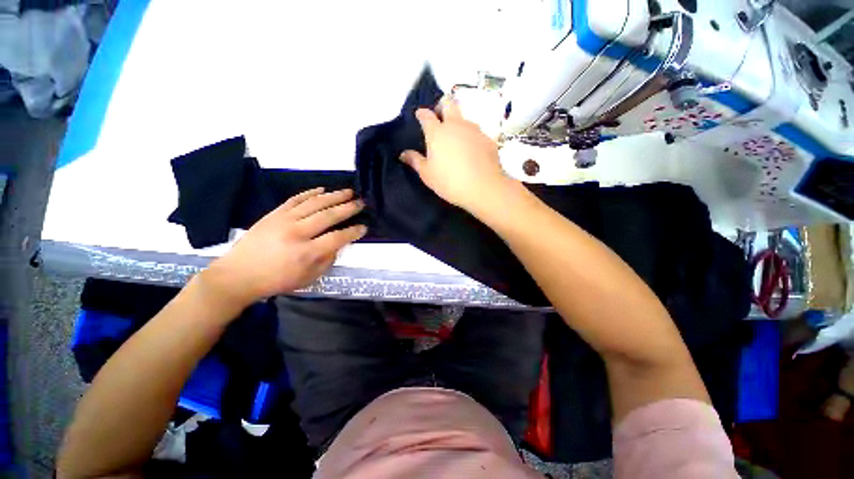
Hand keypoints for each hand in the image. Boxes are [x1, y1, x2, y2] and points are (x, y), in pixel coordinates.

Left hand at [200, 188, 365, 307]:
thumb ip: (327, 260)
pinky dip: (310, 193)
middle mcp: (297, 233)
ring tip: (348, 191)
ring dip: (334, 196)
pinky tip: (322, 189)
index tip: (364, 227)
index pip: (337, 238)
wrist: (238, 275)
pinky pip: (295, 199)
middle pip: (328, 216)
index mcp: (307, 253)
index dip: (353, 232)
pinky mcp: (274, 214)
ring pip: (314, 203)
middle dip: (348, 208)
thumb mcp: (308, 278)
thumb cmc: (277, 280)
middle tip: (361, 203)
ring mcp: (284, 220)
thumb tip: (339, 243)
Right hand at [399, 98, 511, 212]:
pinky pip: (477, 134)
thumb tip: (403, 154)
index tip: (420, 116)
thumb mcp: (427, 174)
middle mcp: (456, 125)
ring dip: (459, 124)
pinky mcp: (488, 139)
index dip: (421, 113)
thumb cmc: (449, 181)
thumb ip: (415, 161)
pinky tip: (472, 153)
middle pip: (449, 102)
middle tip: (440, 118)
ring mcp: (474, 130)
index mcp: (437, 132)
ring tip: (457, 142)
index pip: (426, 114)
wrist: (483, 187)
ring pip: (465, 118)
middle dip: (442, 105)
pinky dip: (472, 139)